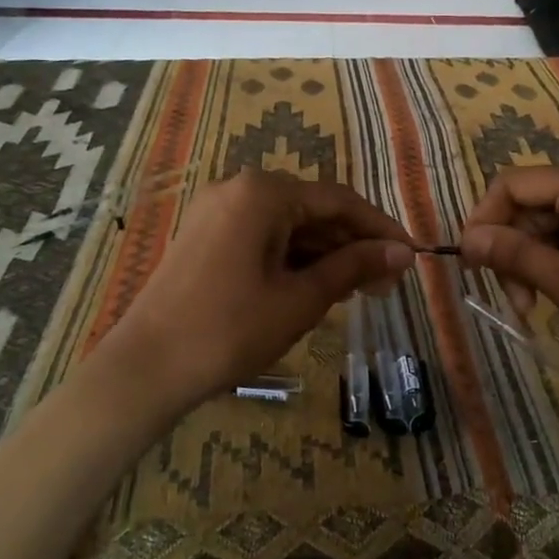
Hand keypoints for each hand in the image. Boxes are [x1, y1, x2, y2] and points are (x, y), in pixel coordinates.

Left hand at [99, 171, 414, 415]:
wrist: (147, 368)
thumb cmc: (231, 330)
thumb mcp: (301, 298)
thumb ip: (354, 267)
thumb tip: (403, 252)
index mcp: (263, 193)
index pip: (339, 201)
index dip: (380, 228)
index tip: (412, 256)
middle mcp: (238, 189)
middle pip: (313, 210)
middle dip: (353, 245)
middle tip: (387, 284)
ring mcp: (217, 213)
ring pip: (288, 226)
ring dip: (325, 254)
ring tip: (359, 290)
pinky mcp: (205, 237)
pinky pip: (262, 238)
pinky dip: (293, 259)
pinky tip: (317, 286)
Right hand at [458, 160, 558, 380]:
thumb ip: (520, 259)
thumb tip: (467, 240)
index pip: (511, 184)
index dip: (483, 222)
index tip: (473, 269)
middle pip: (533, 202)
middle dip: (515, 249)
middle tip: (518, 304)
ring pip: (557, 218)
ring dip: (540, 259)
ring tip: (543, 307)